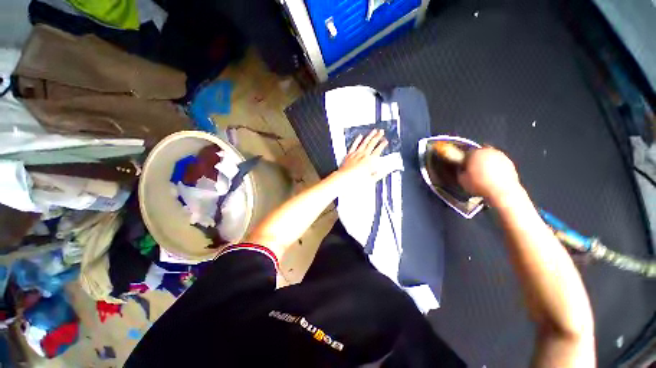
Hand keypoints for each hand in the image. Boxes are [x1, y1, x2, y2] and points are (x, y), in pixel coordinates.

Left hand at [335, 129, 387, 183]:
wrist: (344, 179)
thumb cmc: (357, 180)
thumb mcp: (371, 179)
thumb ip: (379, 174)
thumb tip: (386, 171)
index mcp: (370, 161)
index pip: (378, 150)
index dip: (382, 145)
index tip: (385, 141)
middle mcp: (363, 155)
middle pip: (372, 144)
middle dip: (377, 137)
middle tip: (381, 132)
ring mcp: (356, 154)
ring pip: (364, 142)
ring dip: (369, 136)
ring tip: (373, 131)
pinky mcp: (349, 155)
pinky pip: (354, 145)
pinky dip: (357, 140)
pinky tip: (359, 136)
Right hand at [458, 147, 521, 204]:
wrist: (502, 192)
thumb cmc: (479, 184)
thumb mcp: (462, 179)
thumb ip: (461, 171)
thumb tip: (462, 170)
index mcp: (475, 152)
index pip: (466, 153)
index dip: (464, 160)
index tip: (463, 168)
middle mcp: (489, 151)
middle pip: (480, 153)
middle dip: (476, 160)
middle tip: (473, 170)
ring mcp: (501, 156)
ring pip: (490, 158)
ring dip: (487, 164)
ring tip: (483, 175)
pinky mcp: (510, 163)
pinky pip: (499, 164)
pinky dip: (496, 168)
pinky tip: (493, 178)